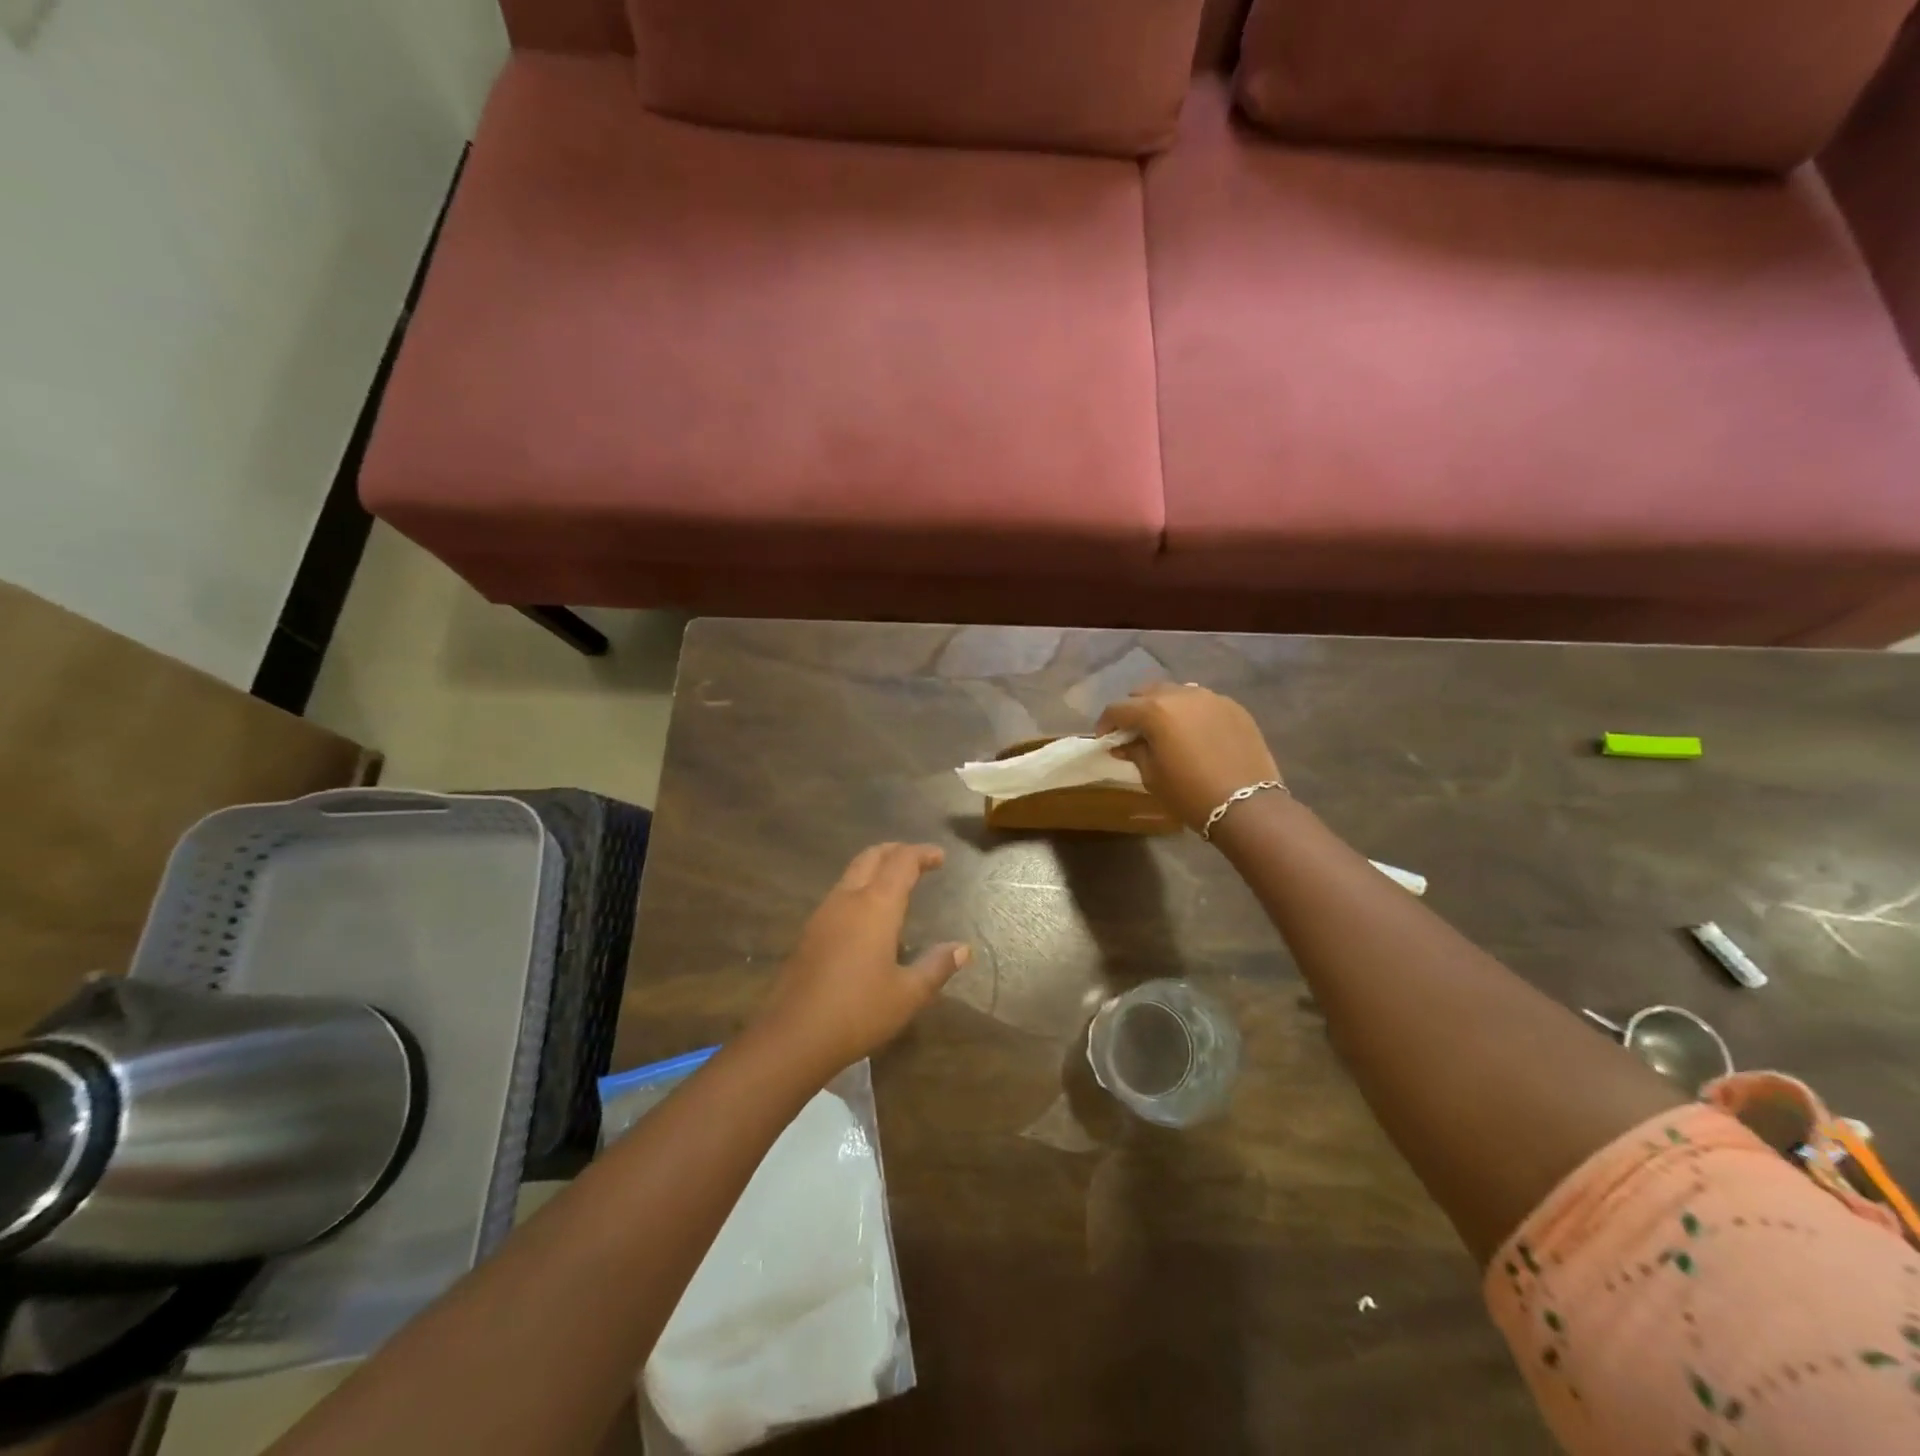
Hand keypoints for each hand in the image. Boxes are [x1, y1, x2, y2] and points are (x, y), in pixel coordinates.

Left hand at [756, 843, 969, 1077]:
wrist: (793, 1036)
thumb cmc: (858, 1012)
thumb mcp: (908, 994)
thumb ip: (936, 966)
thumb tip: (962, 949)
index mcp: (876, 906)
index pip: (902, 862)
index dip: (922, 854)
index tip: (940, 857)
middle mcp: (848, 899)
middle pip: (871, 857)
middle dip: (896, 851)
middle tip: (917, 860)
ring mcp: (823, 914)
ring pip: (851, 874)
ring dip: (875, 868)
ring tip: (895, 884)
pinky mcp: (809, 933)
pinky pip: (839, 895)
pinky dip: (860, 889)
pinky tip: (868, 916)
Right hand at [1097, 683, 1281, 832]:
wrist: (1247, 805)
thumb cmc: (1190, 794)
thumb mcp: (1152, 776)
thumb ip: (1135, 752)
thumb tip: (1123, 744)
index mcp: (1155, 711)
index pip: (1118, 709)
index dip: (1106, 724)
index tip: (1106, 740)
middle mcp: (1181, 695)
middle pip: (1147, 693)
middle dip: (1135, 709)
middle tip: (1134, 733)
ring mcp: (1211, 698)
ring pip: (1176, 693)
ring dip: (1164, 707)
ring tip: (1165, 729)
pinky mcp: (1234, 707)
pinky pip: (1203, 702)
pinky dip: (1191, 712)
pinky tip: (1194, 734)